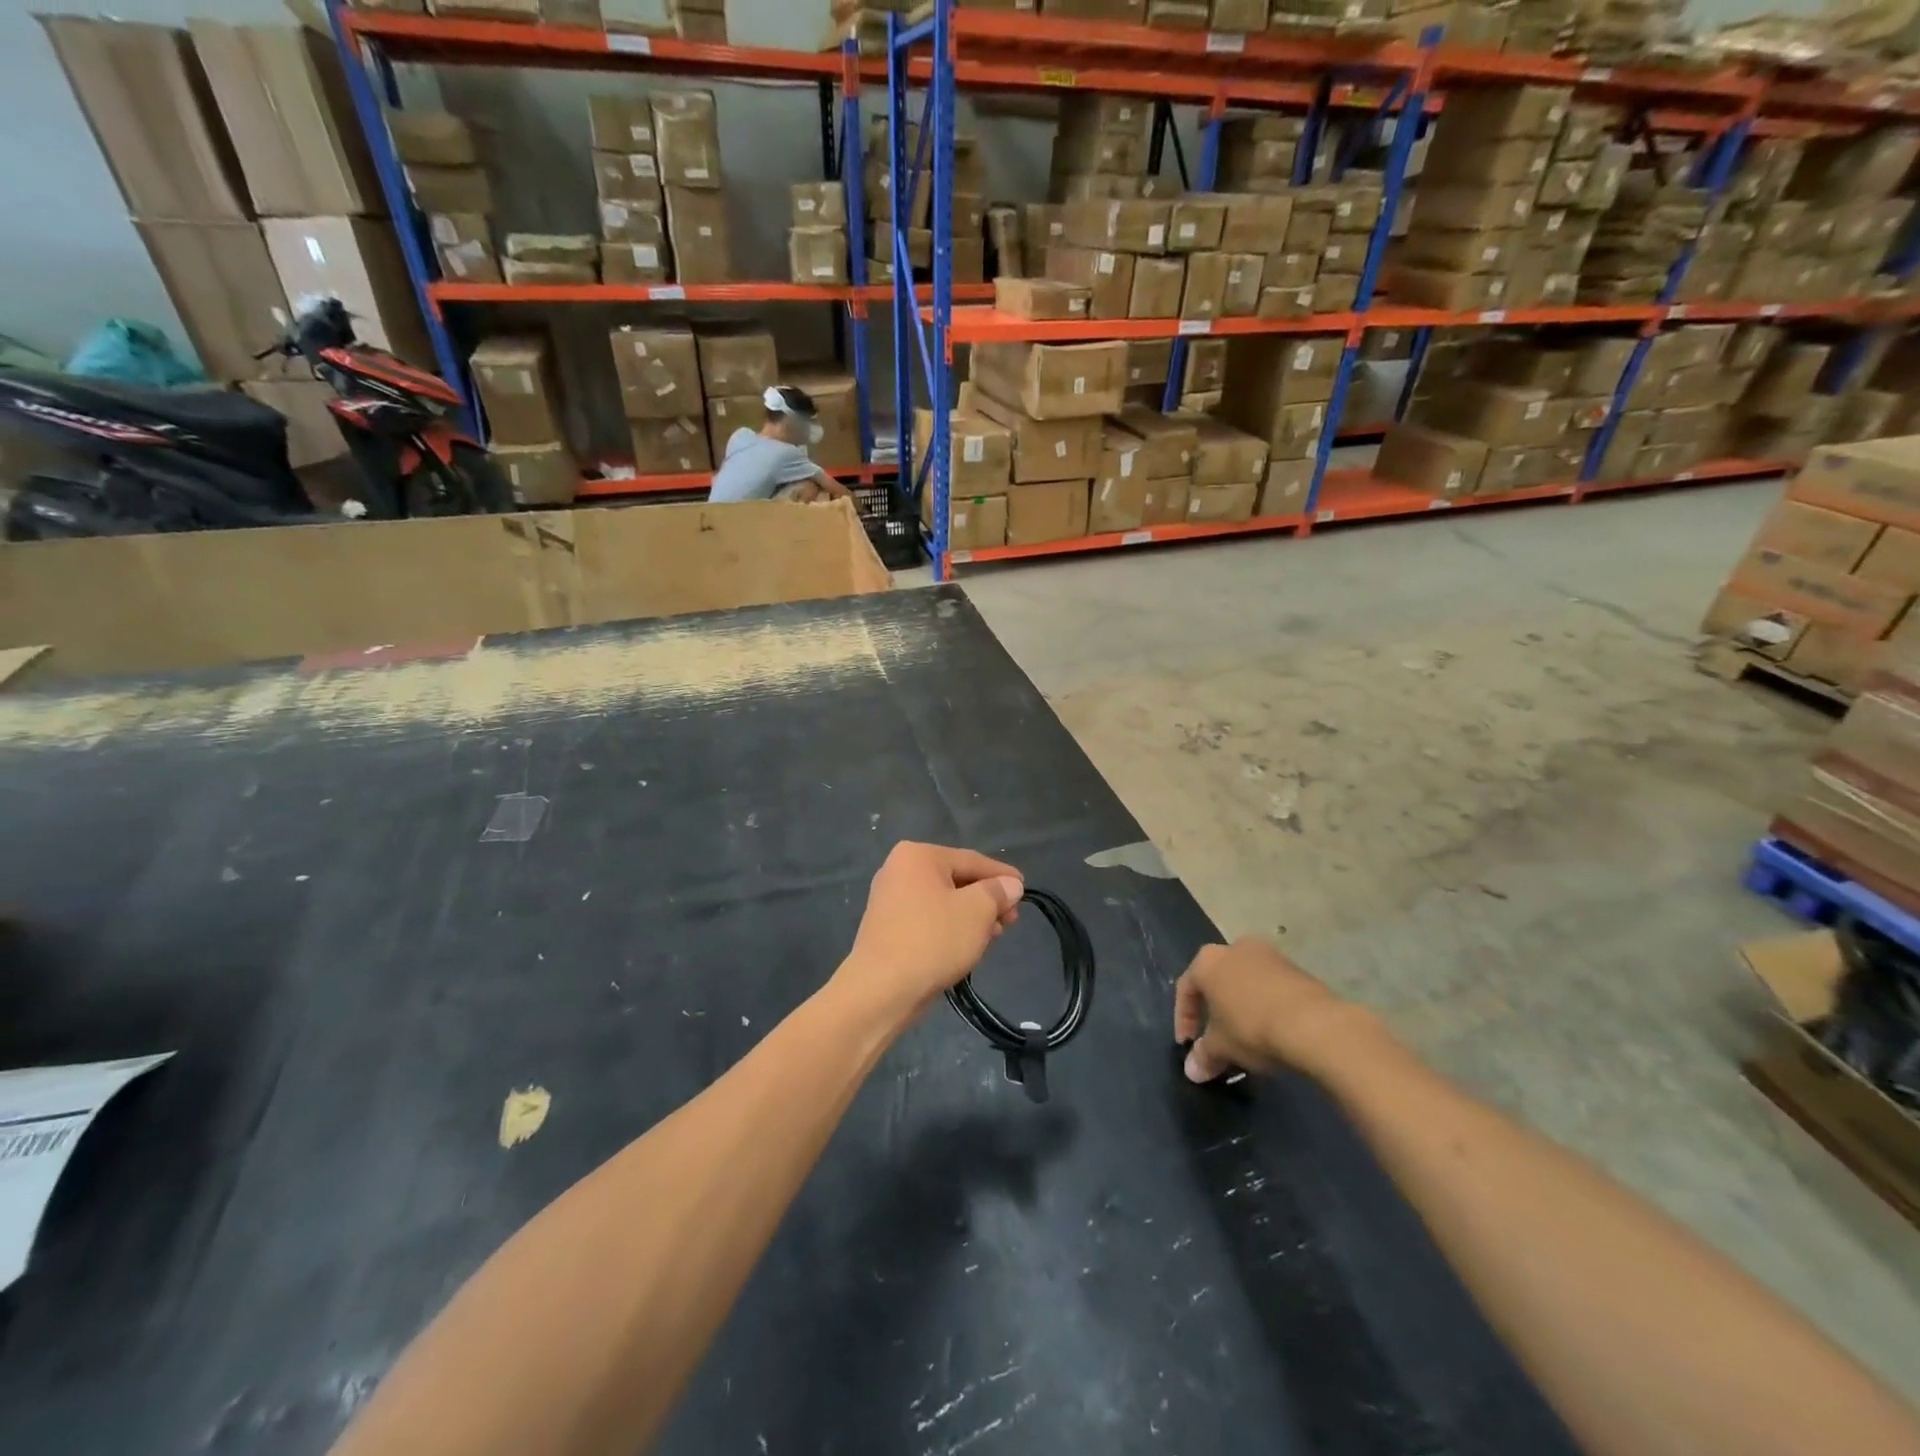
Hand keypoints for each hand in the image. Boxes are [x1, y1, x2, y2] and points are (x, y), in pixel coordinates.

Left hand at [839, 843, 1022, 1015]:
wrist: (881, 990)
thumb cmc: (933, 940)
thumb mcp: (977, 911)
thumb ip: (997, 892)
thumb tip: (1010, 885)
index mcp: (918, 855)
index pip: (971, 860)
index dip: (1002, 875)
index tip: (1024, 889)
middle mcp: (899, 870)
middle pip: (956, 880)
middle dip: (987, 899)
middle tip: (1011, 919)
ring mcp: (889, 899)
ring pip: (943, 902)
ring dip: (971, 916)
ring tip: (994, 935)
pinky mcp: (887, 927)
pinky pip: (928, 919)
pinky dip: (950, 927)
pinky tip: (968, 944)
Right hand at [1174, 940, 1363, 1082]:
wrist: (1315, 1024)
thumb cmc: (1253, 1027)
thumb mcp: (1223, 1047)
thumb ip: (1204, 1055)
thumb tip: (1192, 1071)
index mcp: (1207, 961)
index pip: (1186, 989)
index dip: (1183, 1019)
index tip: (1188, 1045)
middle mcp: (1234, 948)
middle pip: (1216, 980)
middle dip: (1213, 1010)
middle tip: (1216, 1038)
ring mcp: (1267, 954)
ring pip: (1244, 981)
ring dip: (1240, 1006)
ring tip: (1246, 1036)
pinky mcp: (1295, 967)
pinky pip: (1269, 985)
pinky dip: (1264, 1004)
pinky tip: (1272, 1028)